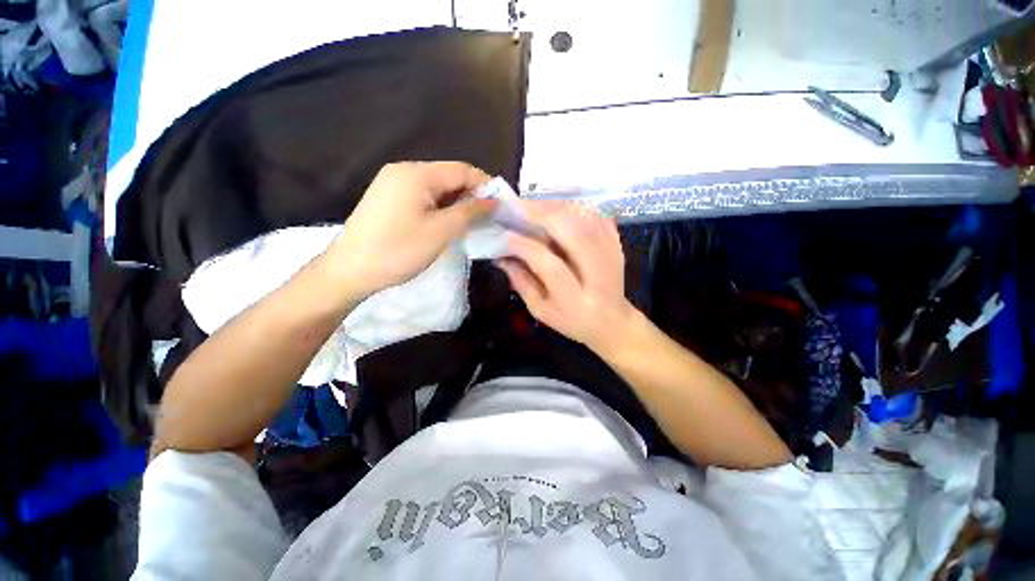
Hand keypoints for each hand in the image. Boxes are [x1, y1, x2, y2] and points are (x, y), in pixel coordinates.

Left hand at [324, 162, 493, 300]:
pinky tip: (448, 223)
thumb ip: (470, 212)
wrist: (351, 271)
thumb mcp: (441, 231)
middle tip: (489, 217)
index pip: (462, 170)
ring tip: (472, 223)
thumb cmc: (399, 251)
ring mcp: (393, 184)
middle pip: (448, 176)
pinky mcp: (388, 198)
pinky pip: (423, 196)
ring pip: (437, 188)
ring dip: (457, 203)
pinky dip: (441, 207)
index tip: (502, 204)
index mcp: (416, 174)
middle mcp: (404, 171)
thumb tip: (493, 201)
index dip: (485, 184)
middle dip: (471, 195)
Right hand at [497, 201, 635, 352]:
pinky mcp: (617, 244)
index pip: (549, 265)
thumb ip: (522, 283)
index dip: (526, 247)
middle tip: (518, 207)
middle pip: (574, 234)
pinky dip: (574, 207)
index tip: (505, 235)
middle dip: (543, 215)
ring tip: (533, 205)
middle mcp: (598, 275)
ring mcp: (612, 256)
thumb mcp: (541, 309)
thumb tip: (501, 256)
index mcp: (575, 299)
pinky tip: (556, 207)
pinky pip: (595, 216)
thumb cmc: (571, 320)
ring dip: (557, 207)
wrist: (612, 320)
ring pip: (585, 219)